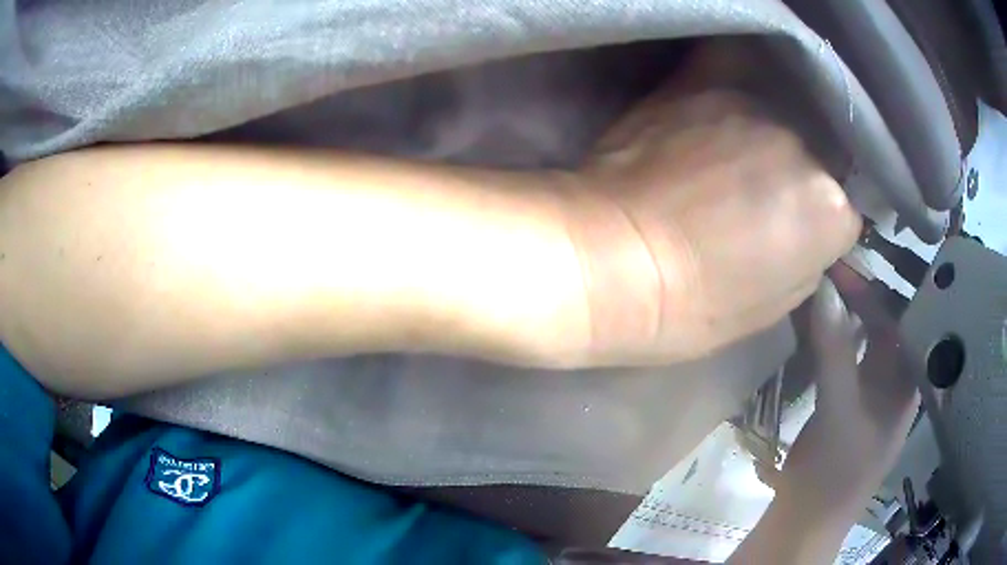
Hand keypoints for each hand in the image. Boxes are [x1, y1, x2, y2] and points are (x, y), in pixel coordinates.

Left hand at [562, 85, 861, 365]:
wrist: (614, 258)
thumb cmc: (693, 306)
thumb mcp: (772, 306)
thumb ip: (808, 258)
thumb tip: (811, 229)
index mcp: (830, 212)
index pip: (846, 207)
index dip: (820, 219)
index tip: (793, 228)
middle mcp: (805, 147)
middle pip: (817, 154)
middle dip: (799, 175)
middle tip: (758, 194)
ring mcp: (756, 106)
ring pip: (781, 115)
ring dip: (767, 134)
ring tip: (732, 153)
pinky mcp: (705, 82)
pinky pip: (736, 67)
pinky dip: (736, 83)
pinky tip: (718, 105)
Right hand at [781, 273, 919, 504]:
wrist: (806, 520)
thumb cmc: (835, 472)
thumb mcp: (839, 412)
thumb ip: (835, 352)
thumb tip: (824, 288)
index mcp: (907, 382)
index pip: (902, 320)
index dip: (878, 289)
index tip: (847, 264)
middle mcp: (894, 380)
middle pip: (884, 324)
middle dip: (861, 294)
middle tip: (830, 266)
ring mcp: (870, 390)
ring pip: (863, 338)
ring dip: (845, 312)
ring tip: (823, 284)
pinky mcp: (847, 400)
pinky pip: (844, 356)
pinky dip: (832, 335)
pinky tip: (816, 322)